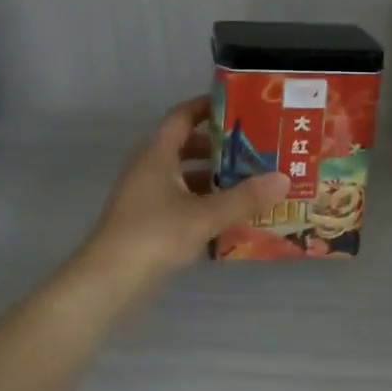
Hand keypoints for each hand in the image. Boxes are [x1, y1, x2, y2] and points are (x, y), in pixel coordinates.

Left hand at [76, 97, 289, 292]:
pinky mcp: (149, 222)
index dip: (208, 106)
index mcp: (157, 154)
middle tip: (258, 146)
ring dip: (215, 176)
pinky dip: (206, 201)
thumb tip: (284, 179)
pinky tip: (232, 214)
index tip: (241, 106)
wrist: (107, 284)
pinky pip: (183, 200)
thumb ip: (244, 198)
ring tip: (253, 180)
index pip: (183, 116)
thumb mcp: (204, 216)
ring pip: (186, 175)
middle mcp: (150, 168)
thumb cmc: (153, 236)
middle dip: (221, 145)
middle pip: (188, 145)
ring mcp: (147, 196)